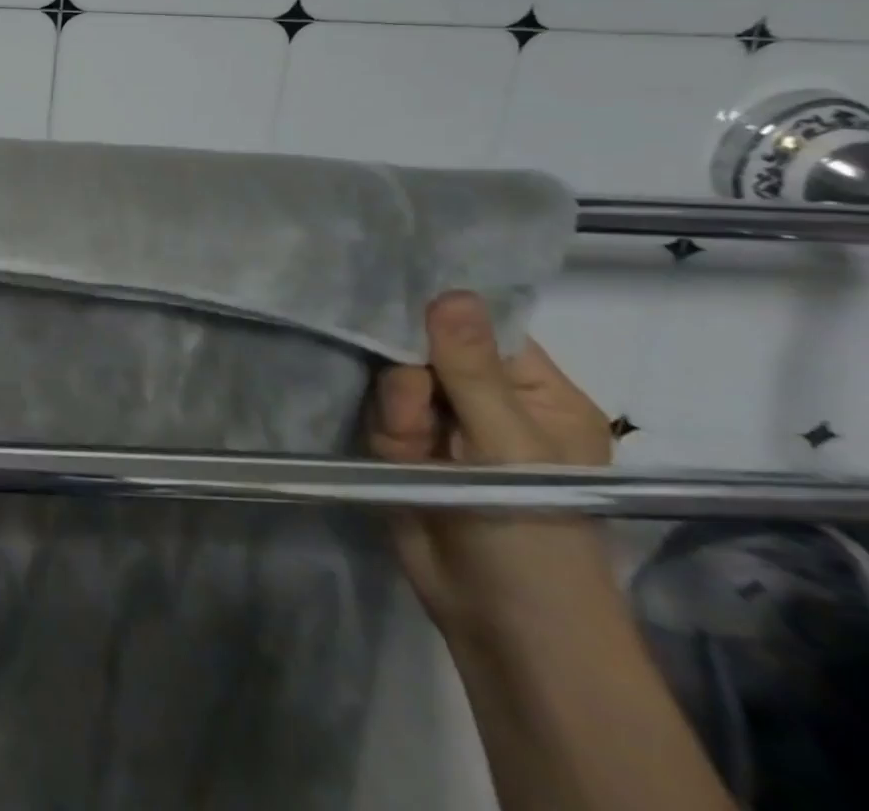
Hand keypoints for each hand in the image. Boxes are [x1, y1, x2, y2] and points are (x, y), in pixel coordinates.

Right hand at [369, 292, 616, 643]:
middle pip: (428, 348)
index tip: (406, 311)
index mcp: (537, 393)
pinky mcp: (406, 445)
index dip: (444, 316)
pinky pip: (378, 410)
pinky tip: (398, 462)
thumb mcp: (509, 447)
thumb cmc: (533, 534)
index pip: (483, 327)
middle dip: (412, 376)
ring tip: (413, 452)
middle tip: (419, 413)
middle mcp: (489, 400)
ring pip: (395, 378)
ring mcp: (445, 424)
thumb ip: (472, 370)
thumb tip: (452, 291)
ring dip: (397, 411)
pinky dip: (384, 432)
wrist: (499, 624)